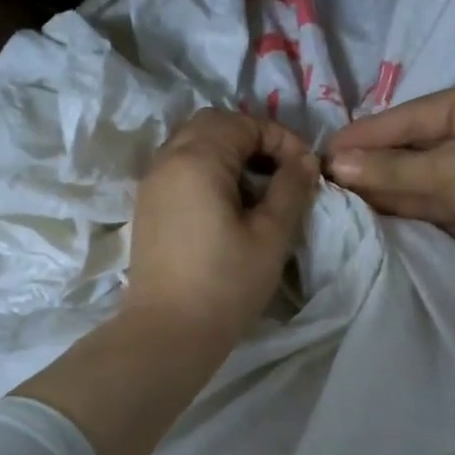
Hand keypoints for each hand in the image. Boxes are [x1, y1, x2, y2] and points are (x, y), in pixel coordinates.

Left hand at [126, 108, 320, 345]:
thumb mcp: (270, 235)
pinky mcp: (148, 208)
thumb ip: (291, 189)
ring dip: (228, 154)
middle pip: (212, 124)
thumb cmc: (226, 284)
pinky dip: (208, 171)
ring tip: (258, 189)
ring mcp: (152, 184)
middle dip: (252, 138)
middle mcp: (168, 160)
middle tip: (281, 171)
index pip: (243, 123)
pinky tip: (229, 206)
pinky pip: (179, 169)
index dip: (280, 138)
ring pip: (192, 144)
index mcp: (197, 159)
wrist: (168, 332)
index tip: (305, 169)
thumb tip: (306, 160)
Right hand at [326, 81, 454, 284]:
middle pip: (417, 145)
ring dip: (385, 183)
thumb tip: (337, 163)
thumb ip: (391, 167)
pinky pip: (430, 200)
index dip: (372, 131)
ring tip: (339, 190)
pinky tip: (367, 206)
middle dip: (376, 159)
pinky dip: (402, 203)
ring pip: (421, 175)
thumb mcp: (447, 167)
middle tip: (329, 170)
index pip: (415, 115)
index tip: (331, 145)